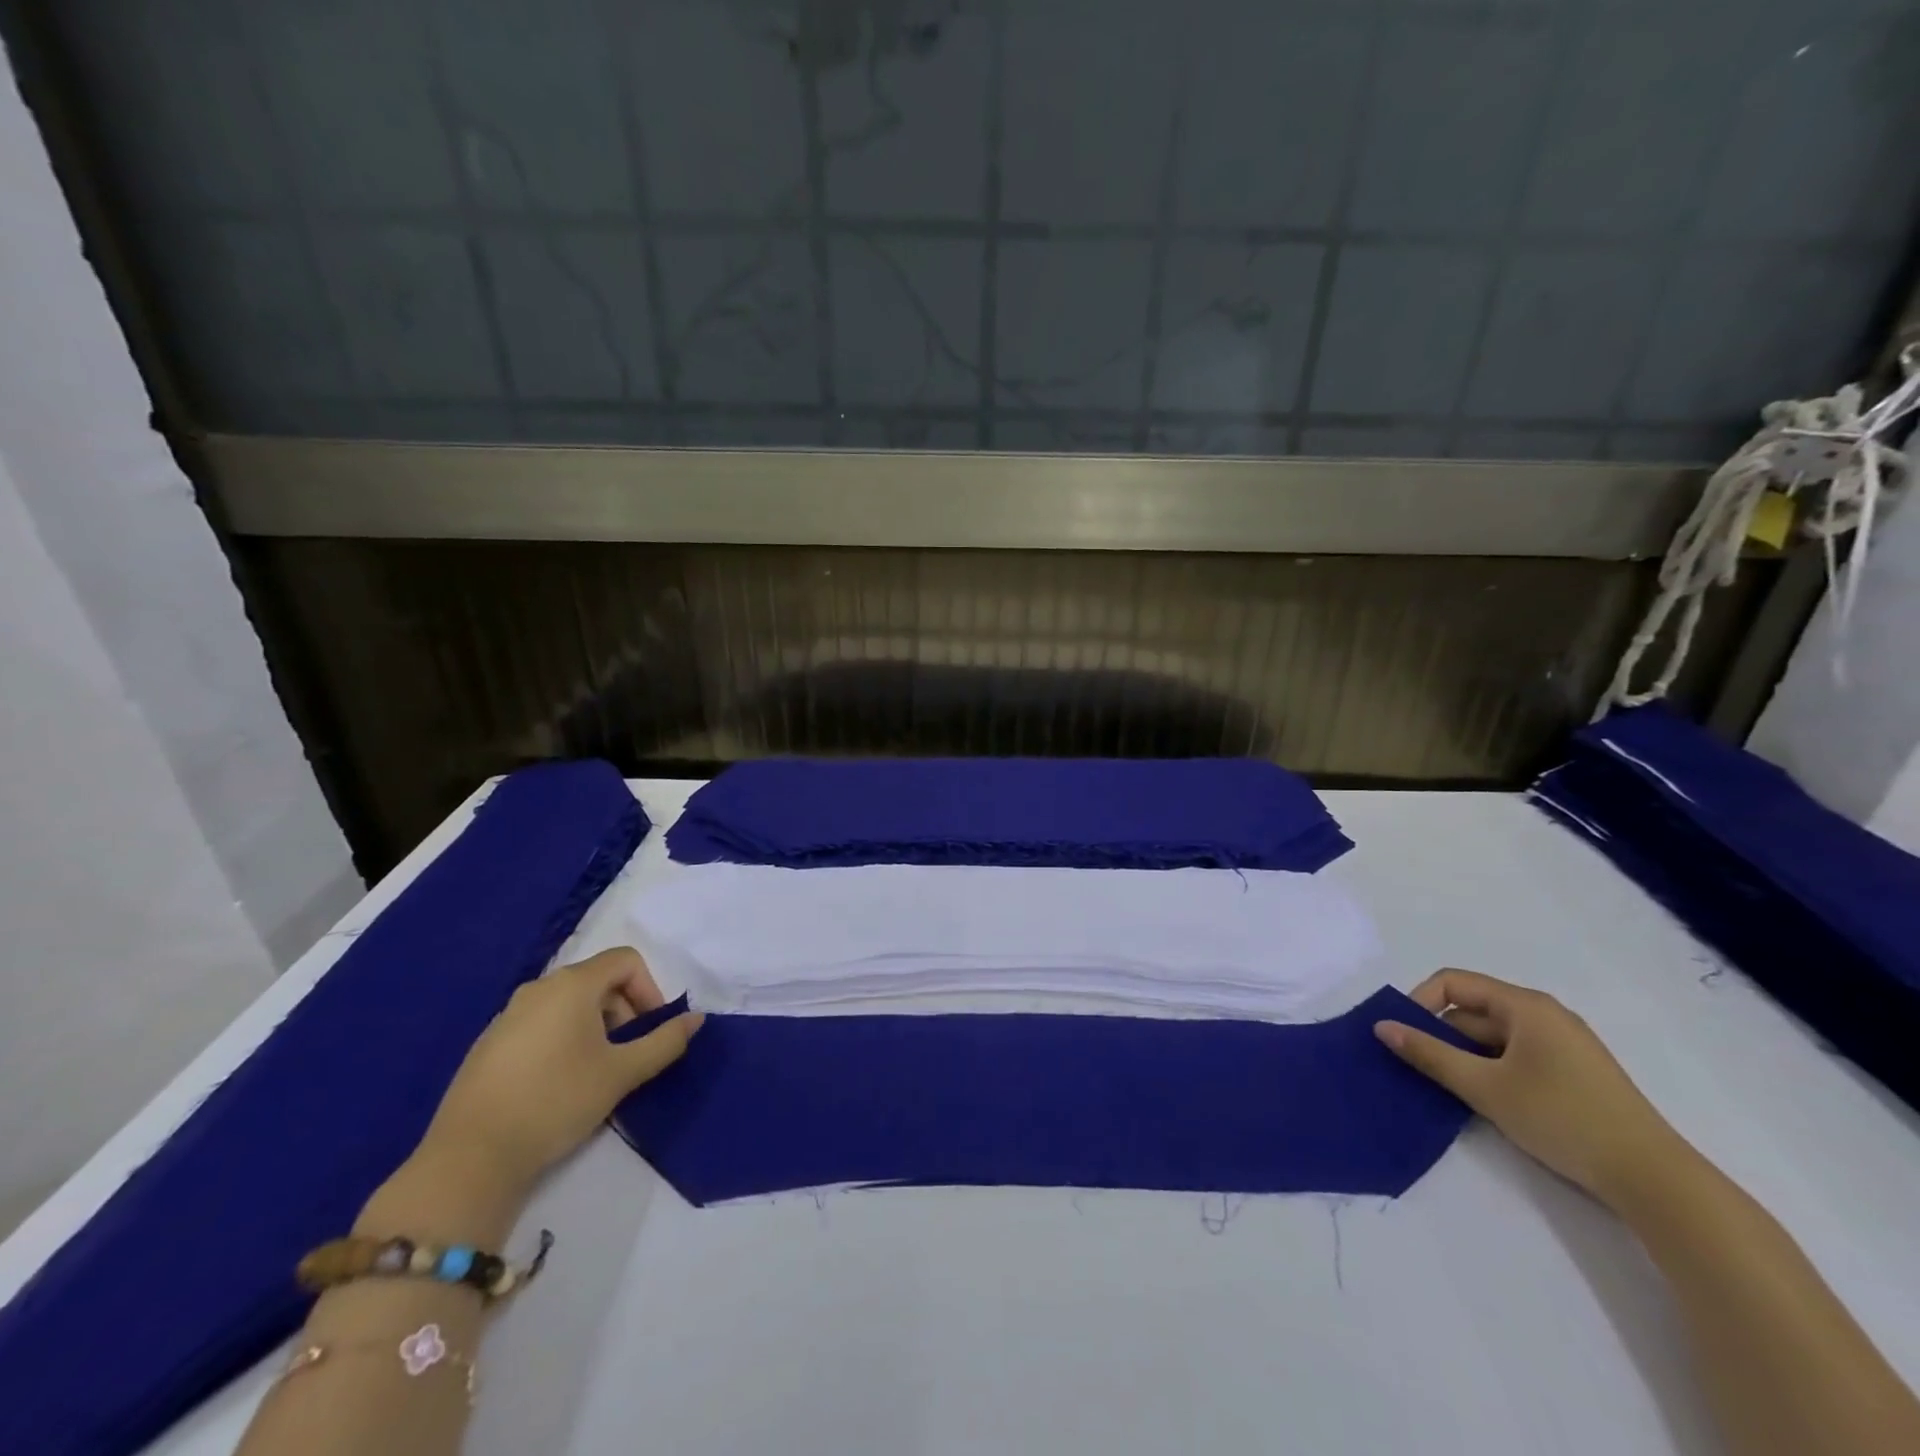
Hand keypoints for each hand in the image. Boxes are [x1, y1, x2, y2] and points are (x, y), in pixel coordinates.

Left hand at [416, 948, 703, 1199]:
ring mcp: (508, 1014)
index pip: (626, 960)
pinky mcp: (489, 1043)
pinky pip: (540, 1023)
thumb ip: (665, 1042)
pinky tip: (558, 1083)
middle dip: (624, 1009)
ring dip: (595, 1025)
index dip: (650, 989)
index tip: (650, 1030)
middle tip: (628, 1053)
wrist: (470, 1158)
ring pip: (569, 1003)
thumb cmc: (557, 1101)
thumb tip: (697, 1019)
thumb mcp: (622, 1073)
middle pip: (598, 979)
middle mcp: (539, 988)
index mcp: (572, 984)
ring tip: (596, 1070)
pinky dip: (563, 1038)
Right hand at [1374, 968, 1682, 1207]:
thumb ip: (1429, 1054)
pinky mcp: (1572, 1073)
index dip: (1420, 1003)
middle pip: (1472, 1011)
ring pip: (1492, 1037)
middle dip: (1440, 1035)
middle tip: (1418, 1070)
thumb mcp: (1485, 1087)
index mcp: (1524, 1005)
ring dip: (1464, 1057)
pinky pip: (1514, 1056)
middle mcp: (1543, 1014)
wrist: (1655, 1180)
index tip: (1405, 1037)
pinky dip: (1490, 1070)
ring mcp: (1562, 1044)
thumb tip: (1381, 1027)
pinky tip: (1484, 1100)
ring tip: (1447, 1089)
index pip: (1453, 983)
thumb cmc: (1563, 1118)